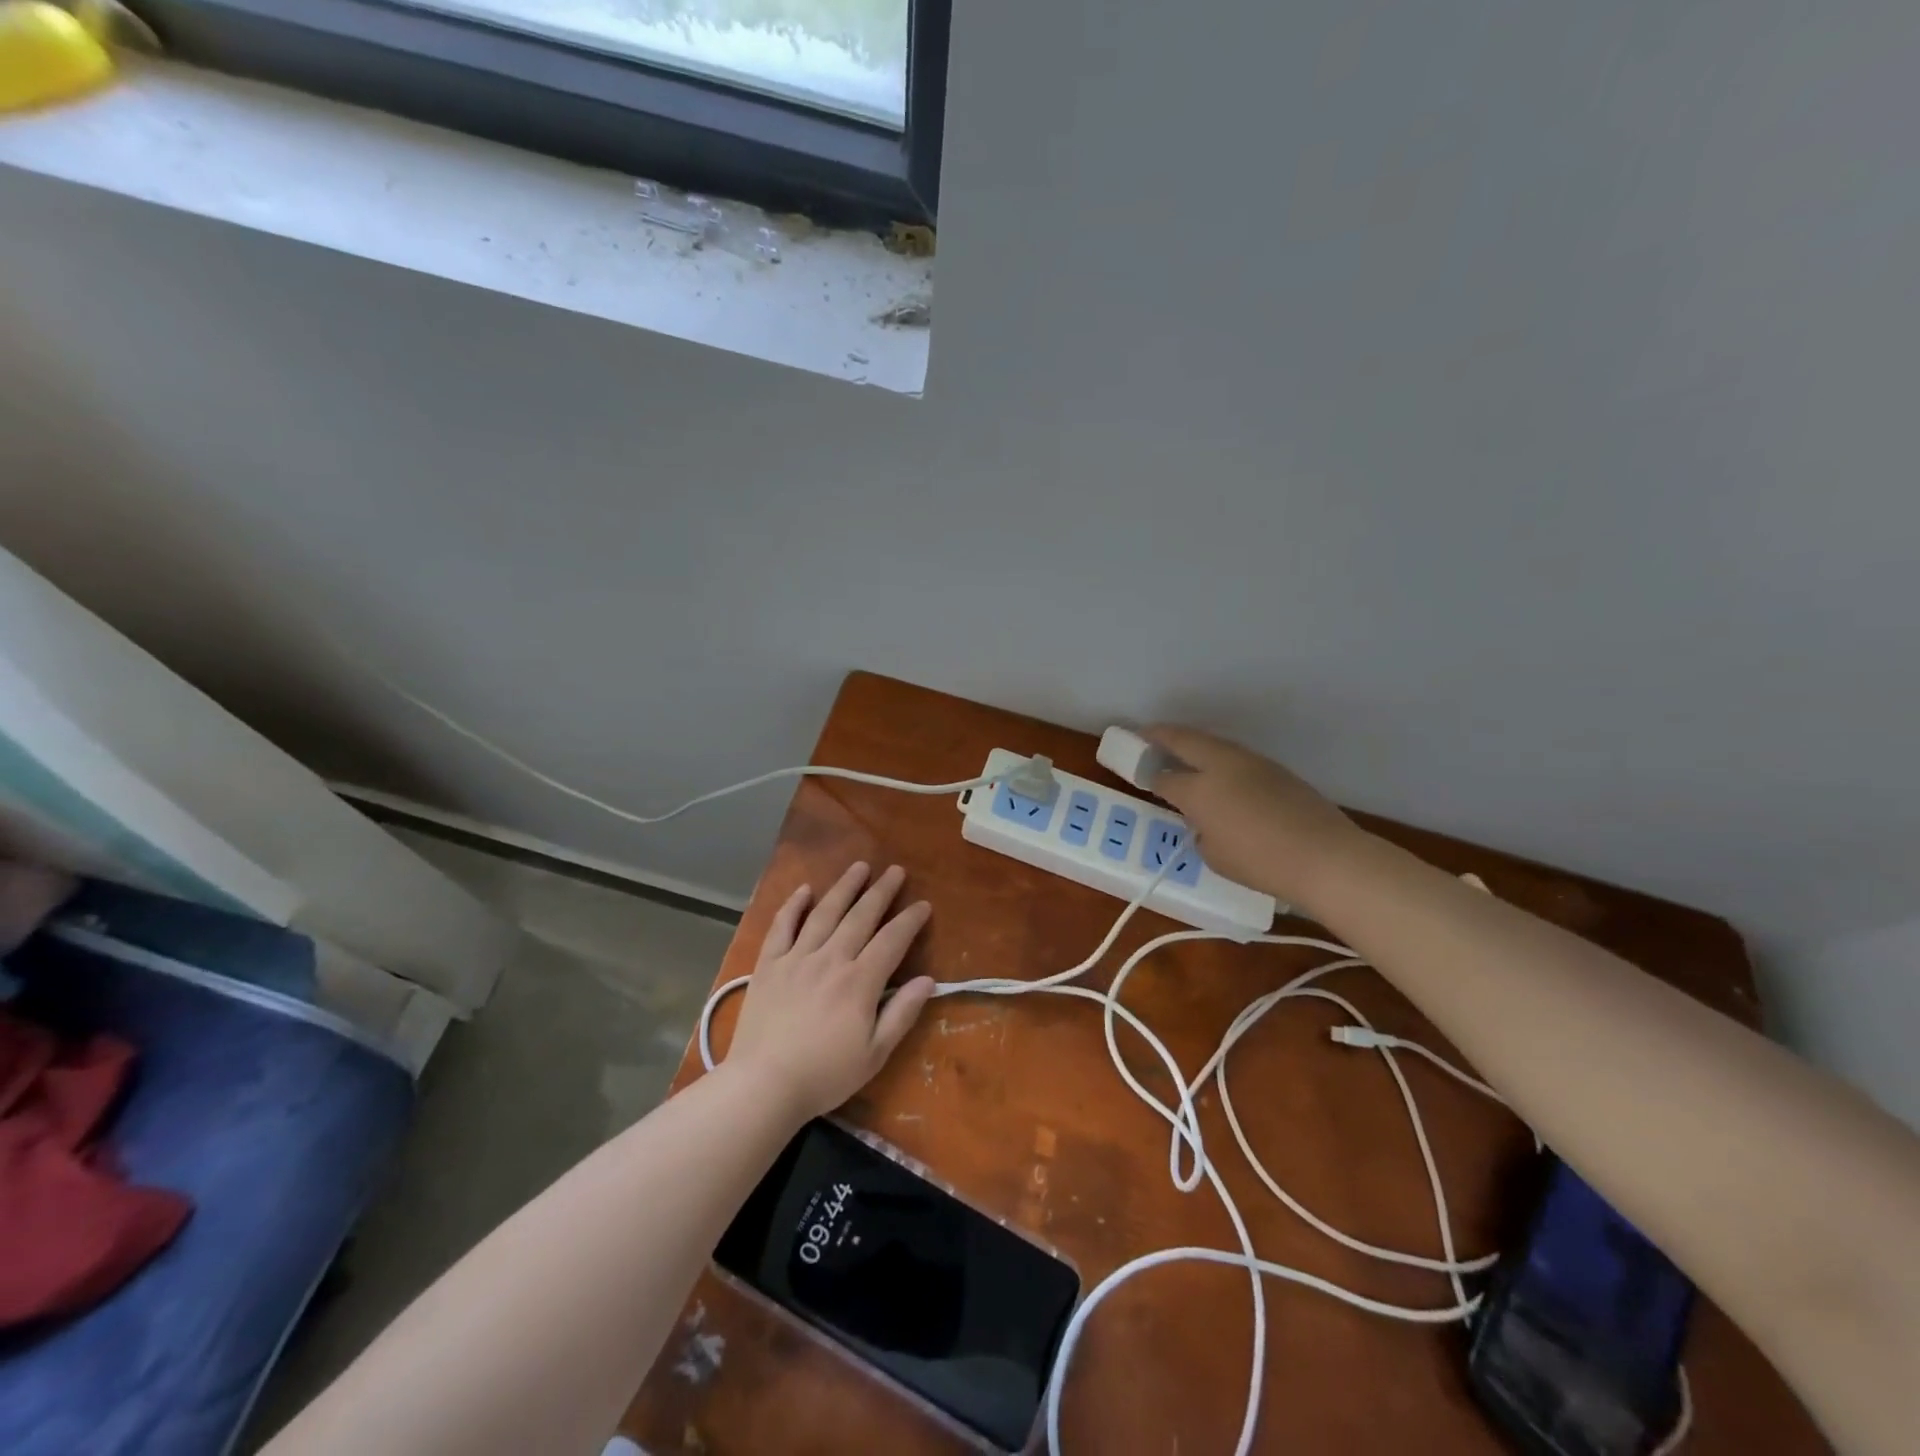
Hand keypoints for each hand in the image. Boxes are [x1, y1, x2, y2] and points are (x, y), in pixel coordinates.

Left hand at [726, 863, 935, 1121]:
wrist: (763, 1085)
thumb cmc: (824, 1075)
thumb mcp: (875, 1054)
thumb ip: (902, 1014)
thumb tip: (927, 980)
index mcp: (860, 981)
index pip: (892, 940)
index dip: (910, 920)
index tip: (923, 905)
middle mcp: (831, 959)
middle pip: (861, 916)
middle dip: (881, 891)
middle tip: (895, 870)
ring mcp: (797, 958)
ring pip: (824, 913)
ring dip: (844, 887)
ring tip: (859, 867)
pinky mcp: (769, 965)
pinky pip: (782, 926)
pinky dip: (793, 906)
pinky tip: (804, 890)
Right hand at [1143, 725, 1368, 909]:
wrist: (1325, 857)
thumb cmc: (1259, 862)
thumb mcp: (1214, 855)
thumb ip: (1201, 832)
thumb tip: (1205, 821)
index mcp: (1199, 789)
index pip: (1164, 778)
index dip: (1148, 775)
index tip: (1139, 773)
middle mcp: (1222, 765)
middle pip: (1184, 740)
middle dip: (1161, 735)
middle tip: (1145, 735)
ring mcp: (1252, 763)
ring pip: (1213, 744)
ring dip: (1193, 744)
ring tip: (1181, 752)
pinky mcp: (1277, 770)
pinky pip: (1237, 757)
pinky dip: (1219, 759)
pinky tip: (1220, 774)